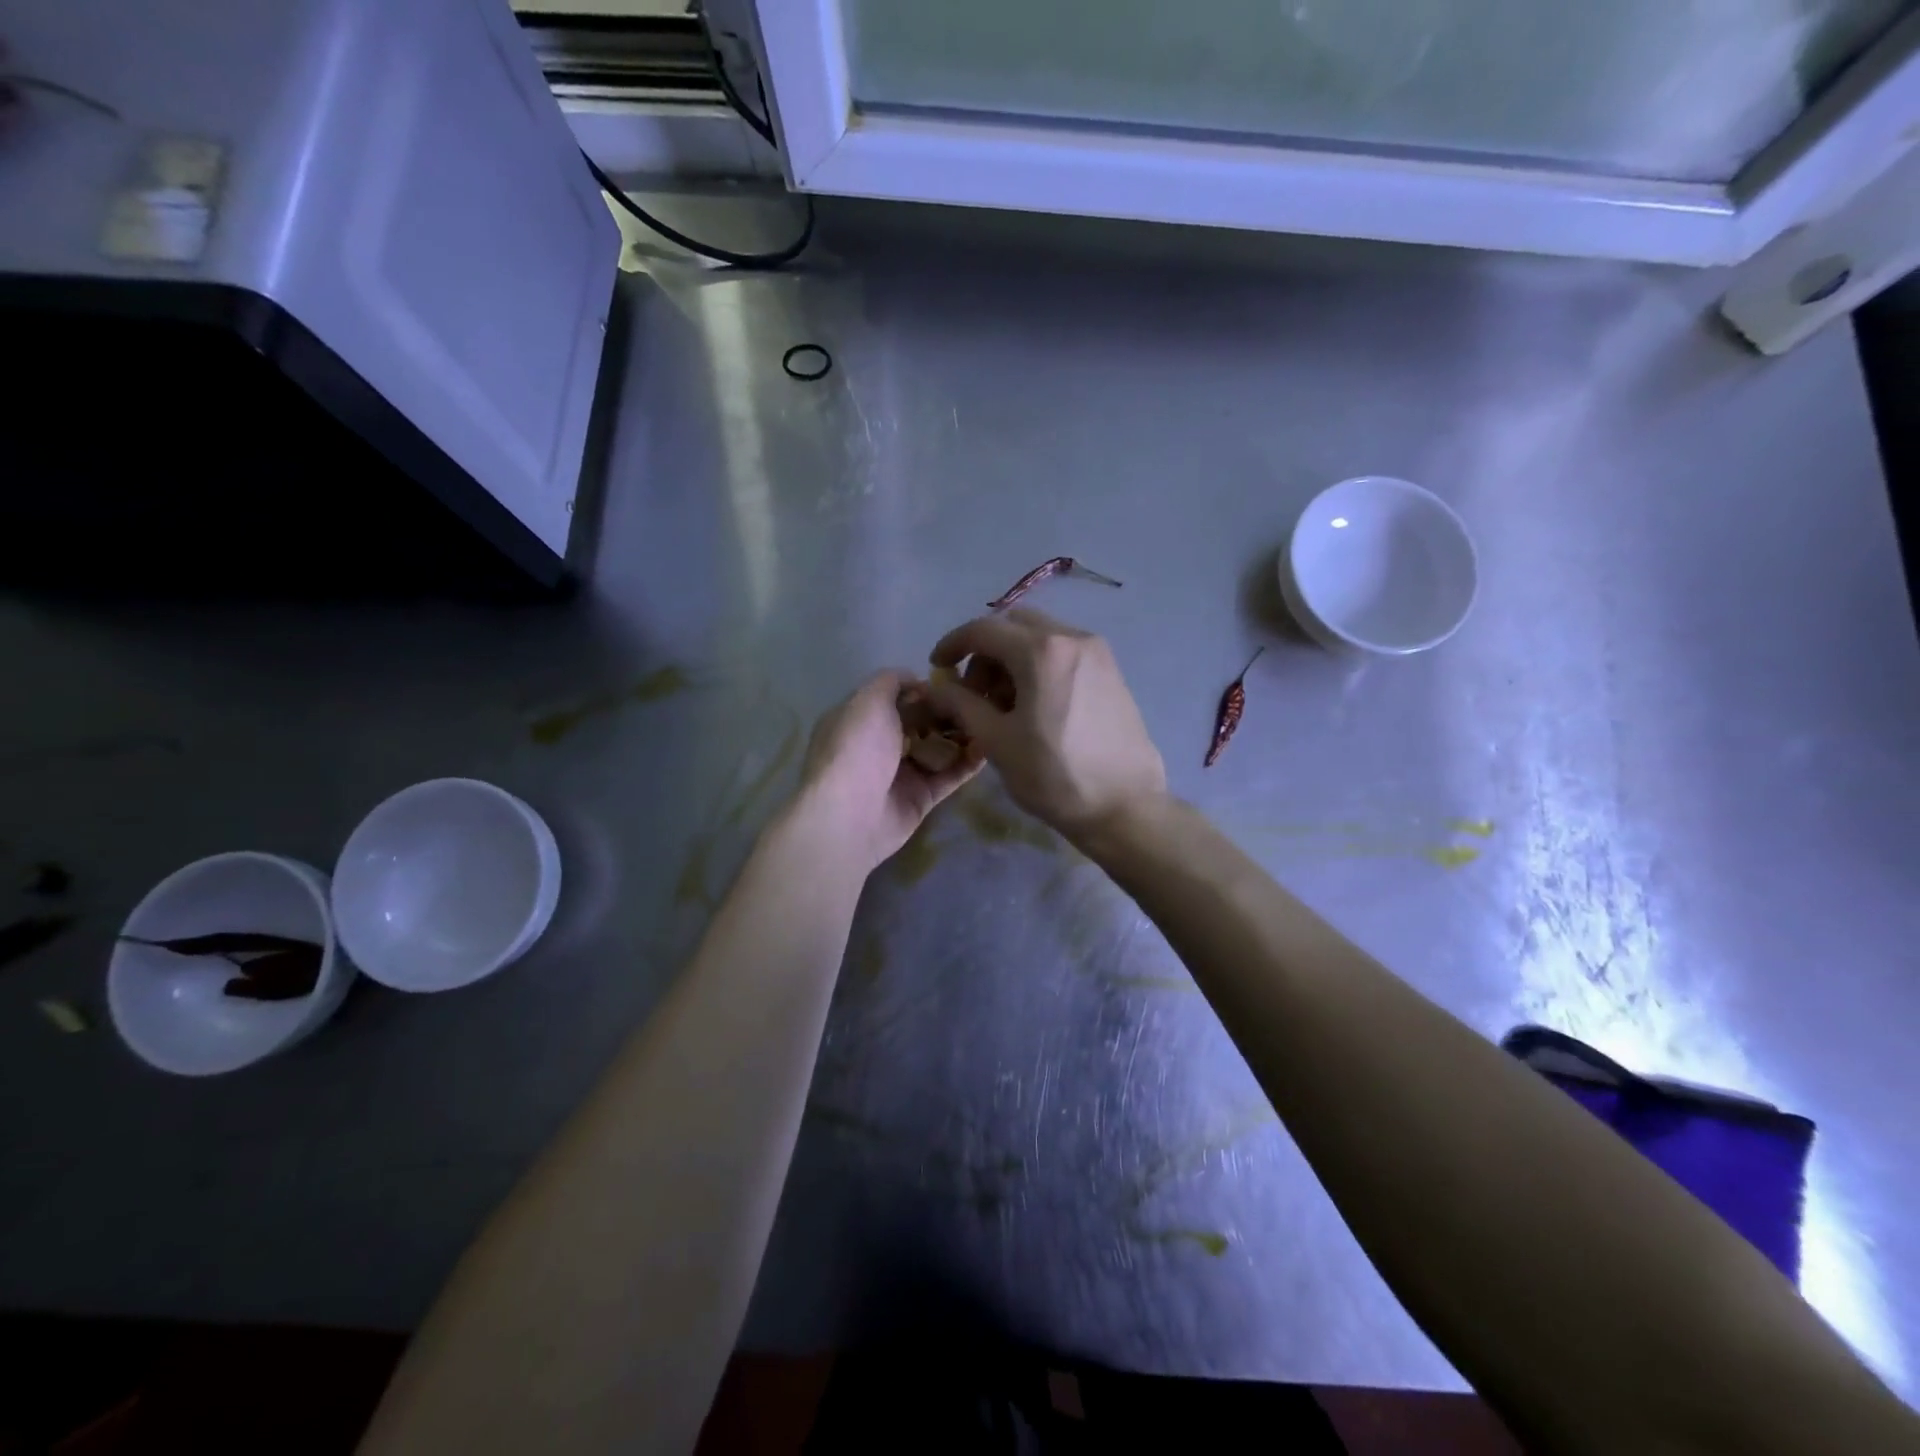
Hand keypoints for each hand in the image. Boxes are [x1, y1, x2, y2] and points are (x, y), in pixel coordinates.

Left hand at [790, 670, 980, 874]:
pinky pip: (949, 776)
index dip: (923, 689)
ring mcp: (900, 773)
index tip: (954, 681)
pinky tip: (990, 748)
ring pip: (938, 749)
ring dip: (962, 735)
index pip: (895, 698)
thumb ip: (891, 681)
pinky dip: (968, 763)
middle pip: (920, 723)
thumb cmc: (856, 748)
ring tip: (992, 721)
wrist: (849, 815)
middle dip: (947, 712)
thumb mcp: (868, 699)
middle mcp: (878, 745)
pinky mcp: (920, 798)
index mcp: (860, 719)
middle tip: (980, 701)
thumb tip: (916, 681)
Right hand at [921, 609, 1165, 839]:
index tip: (937, 668)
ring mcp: (1097, 653)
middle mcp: (1073, 638)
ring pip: (1040, 637)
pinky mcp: (1111, 671)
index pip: (983, 629)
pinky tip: (1033, 706)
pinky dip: (1038, 666)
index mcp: (1042, 651)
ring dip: (1011, 659)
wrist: (1125, 806)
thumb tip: (935, 687)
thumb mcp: (997, 741)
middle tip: (973, 692)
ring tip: (1003, 705)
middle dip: (985, 652)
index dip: (952, 644)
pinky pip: (1063, 653)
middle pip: (1013, 626)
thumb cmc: (1054, 776)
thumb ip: (961, 704)